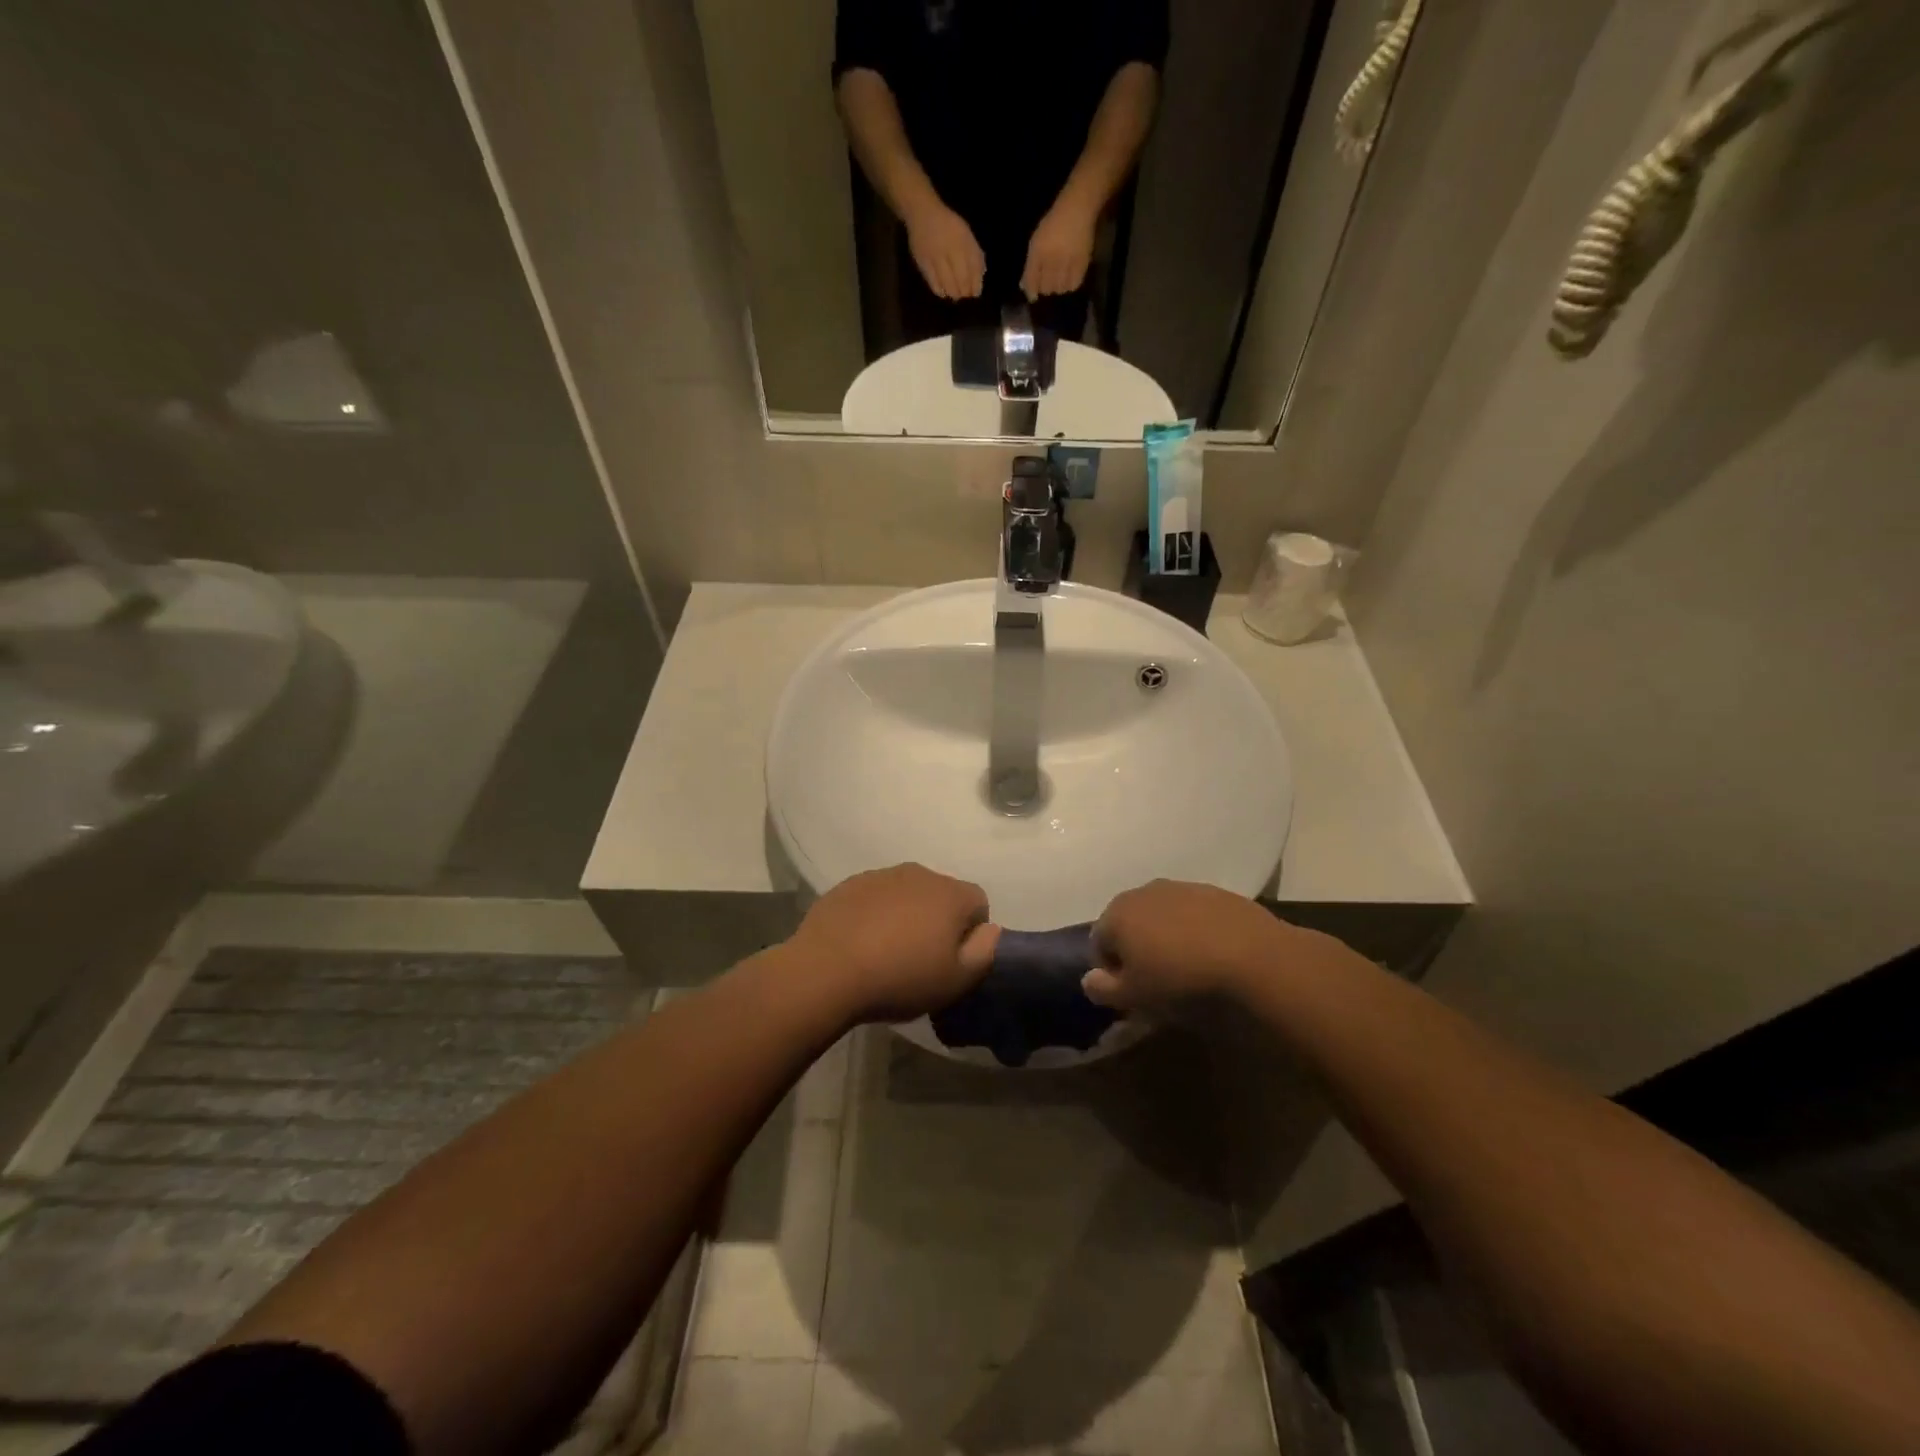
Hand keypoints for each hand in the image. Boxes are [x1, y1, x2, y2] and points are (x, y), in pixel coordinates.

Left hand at [788, 863, 999, 1024]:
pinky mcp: (849, 884)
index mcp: (950, 893)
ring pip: (907, 893)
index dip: (971, 933)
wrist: (827, 970)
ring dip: (905, 915)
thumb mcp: (956, 981)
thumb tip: (991, 928)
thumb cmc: (900, 978)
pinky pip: (875, 897)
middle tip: (920, 958)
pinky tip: (860, 943)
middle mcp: (920, 873)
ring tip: (886, 952)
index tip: (952, 960)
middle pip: (942, 895)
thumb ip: (984, 951)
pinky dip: (875, 914)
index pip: (979, 903)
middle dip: (938, 920)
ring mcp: (881, 875)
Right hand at [905, 202, 985, 299]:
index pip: (973, 269)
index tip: (975, 293)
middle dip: (965, 292)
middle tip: (965, 296)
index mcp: (963, 241)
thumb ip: (974, 254)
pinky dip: (941, 291)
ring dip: (954, 293)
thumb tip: (980, 277)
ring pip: (948, 284)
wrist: (922, 214)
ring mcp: (935, 257)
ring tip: (955, 295)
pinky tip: (944, 292)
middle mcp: (950, 249)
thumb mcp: (966, 234)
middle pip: (961, 280)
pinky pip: (933, 284)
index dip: (975, 285)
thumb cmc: (948, 225)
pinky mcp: (923, 263)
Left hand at [1021, 200, 1096, 298]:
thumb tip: (1023, 286)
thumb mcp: (1036, 241)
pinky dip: (1069, 285)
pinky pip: (1073, 284)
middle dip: (1045, 289)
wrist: (1077, 209)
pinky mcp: (1081, 263)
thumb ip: (1030, 265)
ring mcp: (1067, 261)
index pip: (1032, 280)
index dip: (1031, 291)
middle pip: (1046, 288)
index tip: (1033, 297)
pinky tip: (1068, 279)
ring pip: (1059, 289)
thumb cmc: (1053, 223)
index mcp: (1038, 252)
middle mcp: (1051, 259)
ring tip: (1059, 280)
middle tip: (1048, 283)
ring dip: (1057, 288)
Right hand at [1083, 880, 1302, 1013]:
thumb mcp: (1135, 997)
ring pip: (1163, 916)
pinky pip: (1194, 914)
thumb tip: (1088, 979)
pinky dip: (1196, 931)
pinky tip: (1214, 955)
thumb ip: (1103, 988)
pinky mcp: (1217, 892)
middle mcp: (1144, 891)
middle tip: (1157, 981)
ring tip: (1188, 968)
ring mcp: (1182, 887)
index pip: (1098, 943)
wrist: (1253, 959)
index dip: (1111, 972)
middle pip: (1129, 923)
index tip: (1131, 994)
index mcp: (1117, 913)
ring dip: (1167, 938)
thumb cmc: (1181, 980)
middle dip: (1137, 949)